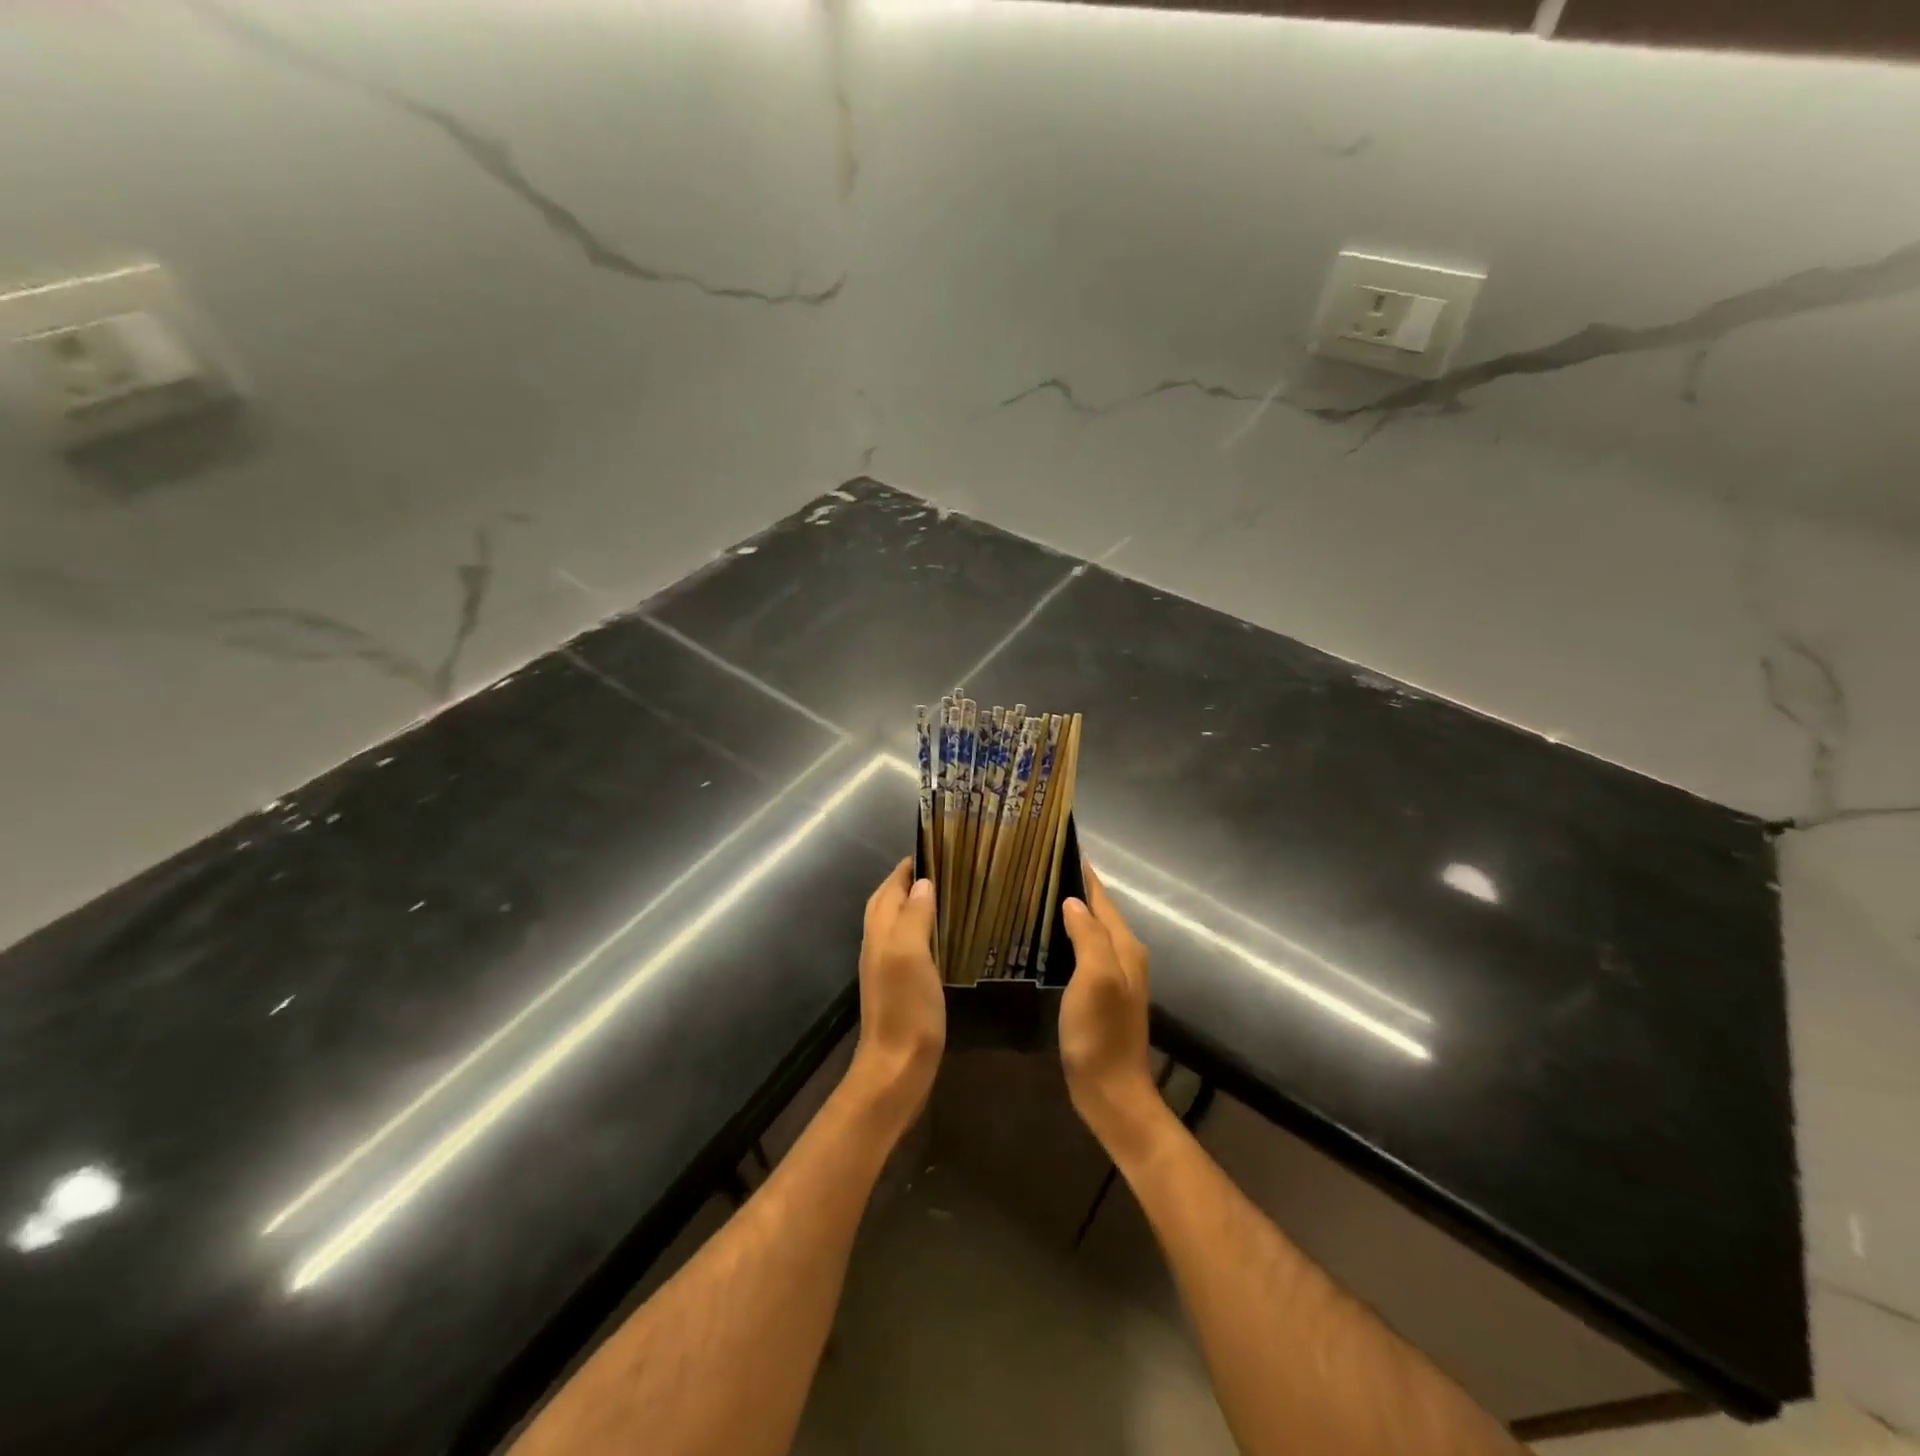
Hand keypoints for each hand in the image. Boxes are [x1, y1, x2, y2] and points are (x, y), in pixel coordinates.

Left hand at [849, 859, 944, 1128]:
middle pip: (886, 903)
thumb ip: (915, 916)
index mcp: (880, 932)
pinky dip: (920, 930)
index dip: (906, 867)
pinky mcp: (898, 986)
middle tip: (939, 869)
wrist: (897, 1067)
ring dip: (913, 904)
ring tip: (943, 895)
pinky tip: (939, 937)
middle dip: (906, 881)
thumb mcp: (912, 954)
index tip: (934, 848)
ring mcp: (885, 967)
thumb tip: (923, 883)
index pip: (889, 887)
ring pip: (895, 923)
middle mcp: (877, 944)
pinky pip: (907, 945)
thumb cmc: (906, 1007)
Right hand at [1059, 863, 1164, 1158]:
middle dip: (1076, 889)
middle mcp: (1126, 956)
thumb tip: (1073, 901)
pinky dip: (1070, 938)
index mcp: (1125, 947)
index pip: (1103, 898)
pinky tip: (1050, 939)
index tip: (1061, 847)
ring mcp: (1116, 977)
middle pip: (1100, 912)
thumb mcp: (1094, 978)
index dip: (1084, 874)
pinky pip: (1086, 952)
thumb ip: (1088, 936)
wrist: (1111, 1091)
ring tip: (1040, 896)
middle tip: (1040, 869)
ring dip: (1073, 913)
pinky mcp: (1102, 995)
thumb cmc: (1100, 1033)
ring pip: (1093, 932)